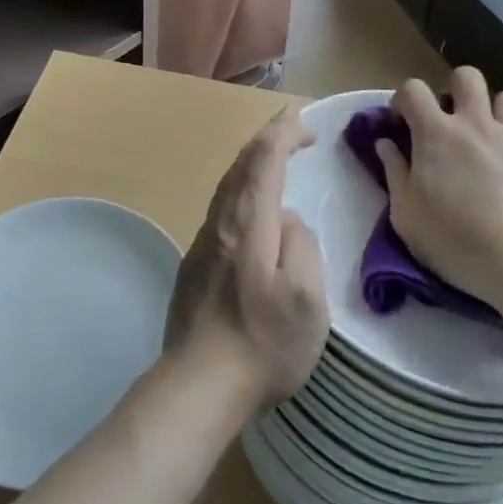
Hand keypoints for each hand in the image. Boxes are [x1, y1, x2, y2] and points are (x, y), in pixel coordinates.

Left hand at [164, 107, 328, 411]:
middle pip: (242, 163)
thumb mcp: (306, 298)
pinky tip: (250, 204)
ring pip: (228, 184)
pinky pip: (222, 206)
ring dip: (252, 161)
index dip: (283, 132)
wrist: (198, 384)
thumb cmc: (263, 342)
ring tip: (273, 153)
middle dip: (268, 137)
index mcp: (248, 221)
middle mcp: (221, 220)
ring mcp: (204, 241)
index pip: (264, 159)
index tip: (303, 118)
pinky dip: (242, 187)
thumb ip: (301, 244)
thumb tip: (286, 220)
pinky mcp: (195, 263)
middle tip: (292, 124)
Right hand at [374, 69, 502, 322]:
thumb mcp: (407, 217)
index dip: (404, 99)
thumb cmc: (457, 243)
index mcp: (436, 134)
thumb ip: (394, 173)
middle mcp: (477, 124)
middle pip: (467, 77)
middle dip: (458, 90)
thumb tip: (385, 144)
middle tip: (454, 122)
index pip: (412, 89)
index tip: (404, 122)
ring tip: (498, 140)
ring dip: (501, 114)